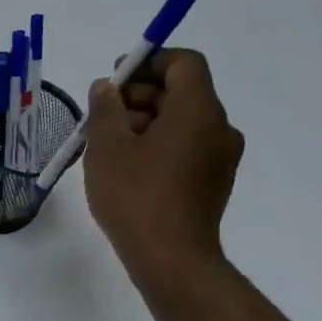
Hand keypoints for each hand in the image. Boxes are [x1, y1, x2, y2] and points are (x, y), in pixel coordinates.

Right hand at [84, 49, 244, 301]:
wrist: (171, 258)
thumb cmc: (135, 196)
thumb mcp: (107, 147)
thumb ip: (105, 109)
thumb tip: (107, 88)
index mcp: (198, 110)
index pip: (184, 63)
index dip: (149, 62)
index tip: (115, 80)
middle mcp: (218, 126)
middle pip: (182, 92)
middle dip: (140, 96)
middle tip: (101, 116)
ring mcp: (220, 157)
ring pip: (182, 122)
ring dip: (146, 123)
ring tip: (108, 146)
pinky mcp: (213, 182)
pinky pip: (186, 147)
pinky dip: (159, 146)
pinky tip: (128, 169)